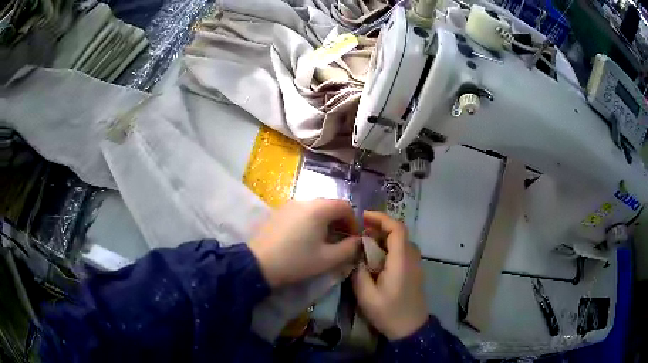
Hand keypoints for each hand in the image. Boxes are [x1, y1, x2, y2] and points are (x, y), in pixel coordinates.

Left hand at [249, 199, 360, 287]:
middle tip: (341, 240)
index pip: (345, 206)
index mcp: (318, 209)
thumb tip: (358, 241)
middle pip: (330, 205)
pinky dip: (310, 221)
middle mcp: (304, 201)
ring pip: (315, 208)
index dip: (353, 221)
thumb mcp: (327, 259)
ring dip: (325, 221)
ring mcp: (289, 205)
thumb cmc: (296, 261)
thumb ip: (349, 248)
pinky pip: (301, 212)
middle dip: (340, 221)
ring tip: (324, 240)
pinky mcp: (278, 212)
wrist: (258, 264)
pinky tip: (306, 238)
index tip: (353, 238)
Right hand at [352, 211, 428, 340]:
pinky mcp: (414, 272)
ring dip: (384, 237)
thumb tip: (357, 257)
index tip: (363, 216)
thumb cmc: (388, 313)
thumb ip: (359, 272)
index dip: (381, 218)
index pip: (397, 229)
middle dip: (380, 227)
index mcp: (401, 261)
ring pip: (401, 242)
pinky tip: (376, 258)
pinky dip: (389, 248)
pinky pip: (403, 252)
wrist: (410, 329)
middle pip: (399, 233)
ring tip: (365, 243)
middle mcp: (412, 258)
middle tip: (360, 231)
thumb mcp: (366, 296)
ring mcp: (416, 265)